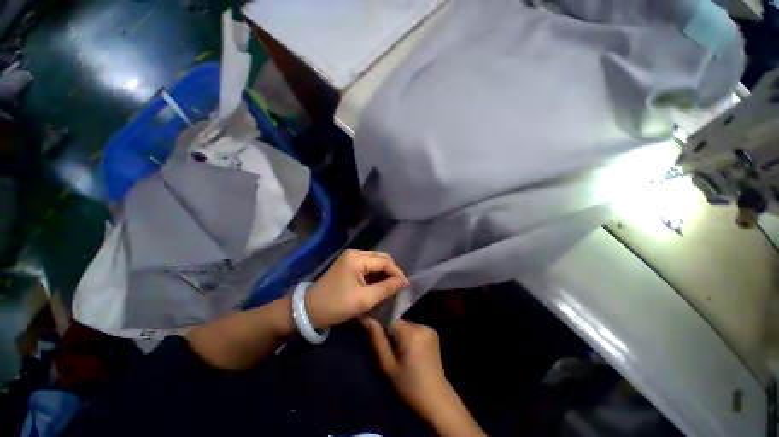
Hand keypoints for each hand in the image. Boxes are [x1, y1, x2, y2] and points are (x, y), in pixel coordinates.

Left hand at [305, 249, 409, 328]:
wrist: (308, 310)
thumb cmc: (336, 305)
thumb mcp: (364, 299)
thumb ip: (386, 288)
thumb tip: (404, 282)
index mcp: (358, 258)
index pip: (385, 262)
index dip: (397, 273)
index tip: (406, 286)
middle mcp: (355, 253)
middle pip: (381, 258)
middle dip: (392, 271)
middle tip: (399, 286)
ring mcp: (350, 257)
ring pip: (375, 261)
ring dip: (384, 272)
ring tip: (391, 286)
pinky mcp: (348, 263)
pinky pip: (368, 265)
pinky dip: (375, 273)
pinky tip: (379, 283)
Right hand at [361, 318, 449, 415]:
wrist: (436, 398)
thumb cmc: (409, 386)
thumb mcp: (388, 366)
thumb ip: (377, 340)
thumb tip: (366, 318)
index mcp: (410, 333)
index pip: (389, 318)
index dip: (380, 324)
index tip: (372, 332)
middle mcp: (421, 326)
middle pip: (399, 322)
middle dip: (391, 331)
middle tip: (386, 347)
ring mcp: (429, 328)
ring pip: (406, 325)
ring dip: (400, 333)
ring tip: (398, 350)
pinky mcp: (433, 333)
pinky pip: (415, 329)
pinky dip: (409, 335)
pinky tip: (410, 350)